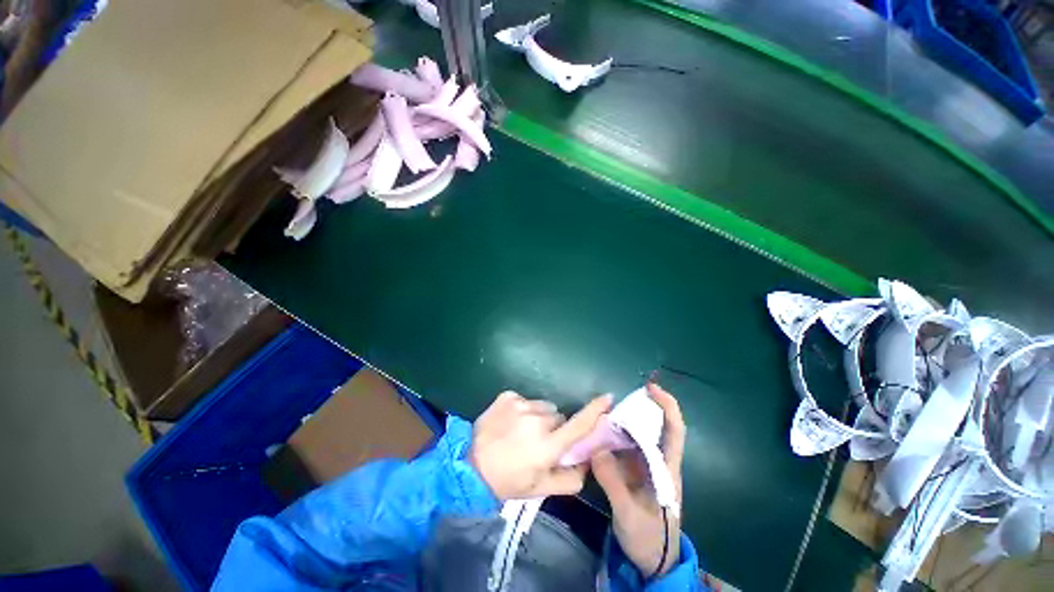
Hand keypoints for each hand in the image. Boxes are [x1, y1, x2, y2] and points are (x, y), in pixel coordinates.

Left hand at [470, 391, 611, 499]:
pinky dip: (522, 409)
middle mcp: (537, 420)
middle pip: (559, 416)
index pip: (578, 424)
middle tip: (540, 442)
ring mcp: (521, 405)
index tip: (608, 398)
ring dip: (538, 417)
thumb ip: (570, 478)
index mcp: (548, 445)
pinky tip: (510, 422)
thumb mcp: (540, 489)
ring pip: (543, 406)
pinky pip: (525, 399)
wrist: (471, 466)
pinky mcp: (507, 396)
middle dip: (555, 427)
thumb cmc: (509, 481)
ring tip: (523, 431)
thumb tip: (587, 461)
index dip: (595, 411)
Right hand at [592, 383, 684, 578]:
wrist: (653, 562)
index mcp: (667, 469)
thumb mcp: (628, 513)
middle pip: (655, 427)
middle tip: (615, 400)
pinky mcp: (635, 473)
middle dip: (640, 408)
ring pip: (638, 435)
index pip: (674, 430)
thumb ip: (612, 481)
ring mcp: (647, 467)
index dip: (667, 406)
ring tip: (603, 415)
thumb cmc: (648, 538)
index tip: (650, 388)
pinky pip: (625, 447)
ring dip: (623, 422)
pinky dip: (614, 437)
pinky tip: (599, 435)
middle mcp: (659, 462)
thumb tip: (596, 448)